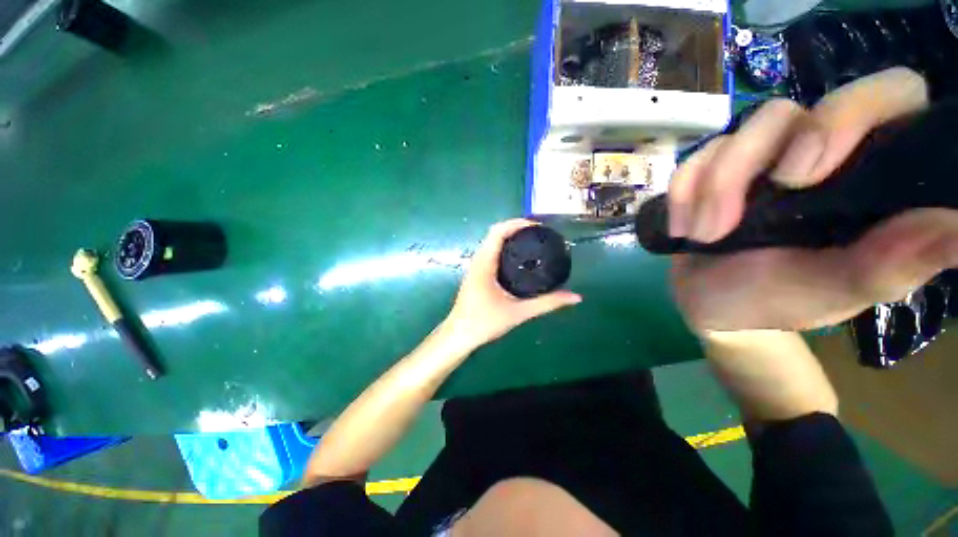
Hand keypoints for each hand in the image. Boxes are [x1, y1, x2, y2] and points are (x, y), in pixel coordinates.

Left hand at [443, 219, 581, 351]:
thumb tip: (575, 297)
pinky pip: (490, 252)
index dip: (517, 223)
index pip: (498, 232)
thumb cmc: (484, 323)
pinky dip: (505, 247)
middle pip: (495, 233)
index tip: (538, 226)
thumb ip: (547, 304)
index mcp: (484, 263)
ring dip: (510, 237)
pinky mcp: (476, 273)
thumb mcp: (518, 313)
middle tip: (540, 233)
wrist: (459, 336)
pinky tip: (519, 257)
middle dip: (517, 228)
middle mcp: (478, 260)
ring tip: (532, 241)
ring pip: (492, 242)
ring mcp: (475, 266)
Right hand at [669, 67, 957, 331]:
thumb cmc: (774, 301)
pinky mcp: (715, 170)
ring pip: (736, 133)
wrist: (711, 303)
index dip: (851, 113)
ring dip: (709, 188)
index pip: (889, 99)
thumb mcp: (832, 292)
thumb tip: (957, 228)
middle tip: (731, 216)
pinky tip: (683, 229)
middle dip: (751, 158)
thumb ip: (890, 264)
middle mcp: (817, 151)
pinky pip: (694, 159)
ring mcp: (761, 159)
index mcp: (868, 176)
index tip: (804, 175)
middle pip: (792, 109)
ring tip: (703, 236)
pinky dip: (682, 193)